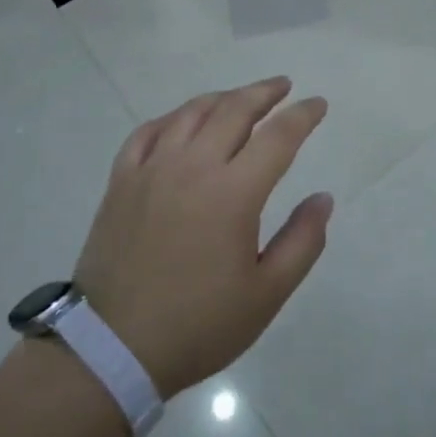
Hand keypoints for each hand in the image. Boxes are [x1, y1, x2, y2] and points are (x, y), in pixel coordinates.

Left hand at [73, 77, 331, 398]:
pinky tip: (182, 121)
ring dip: (223, 98)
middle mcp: (193, 166)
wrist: (111, 349)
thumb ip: (303, 241)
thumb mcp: (266, 294)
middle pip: (234, 110)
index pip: (278, 136)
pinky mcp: (122, 181)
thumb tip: (323, 198)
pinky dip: (173, 117)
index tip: (318, 104)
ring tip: (240, 98)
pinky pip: (148, 131)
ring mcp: (152, 169)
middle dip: (265, 92)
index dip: (303, 115)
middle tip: (283, 86)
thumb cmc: (198, 325)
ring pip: (192, 112)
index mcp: (233, 193)